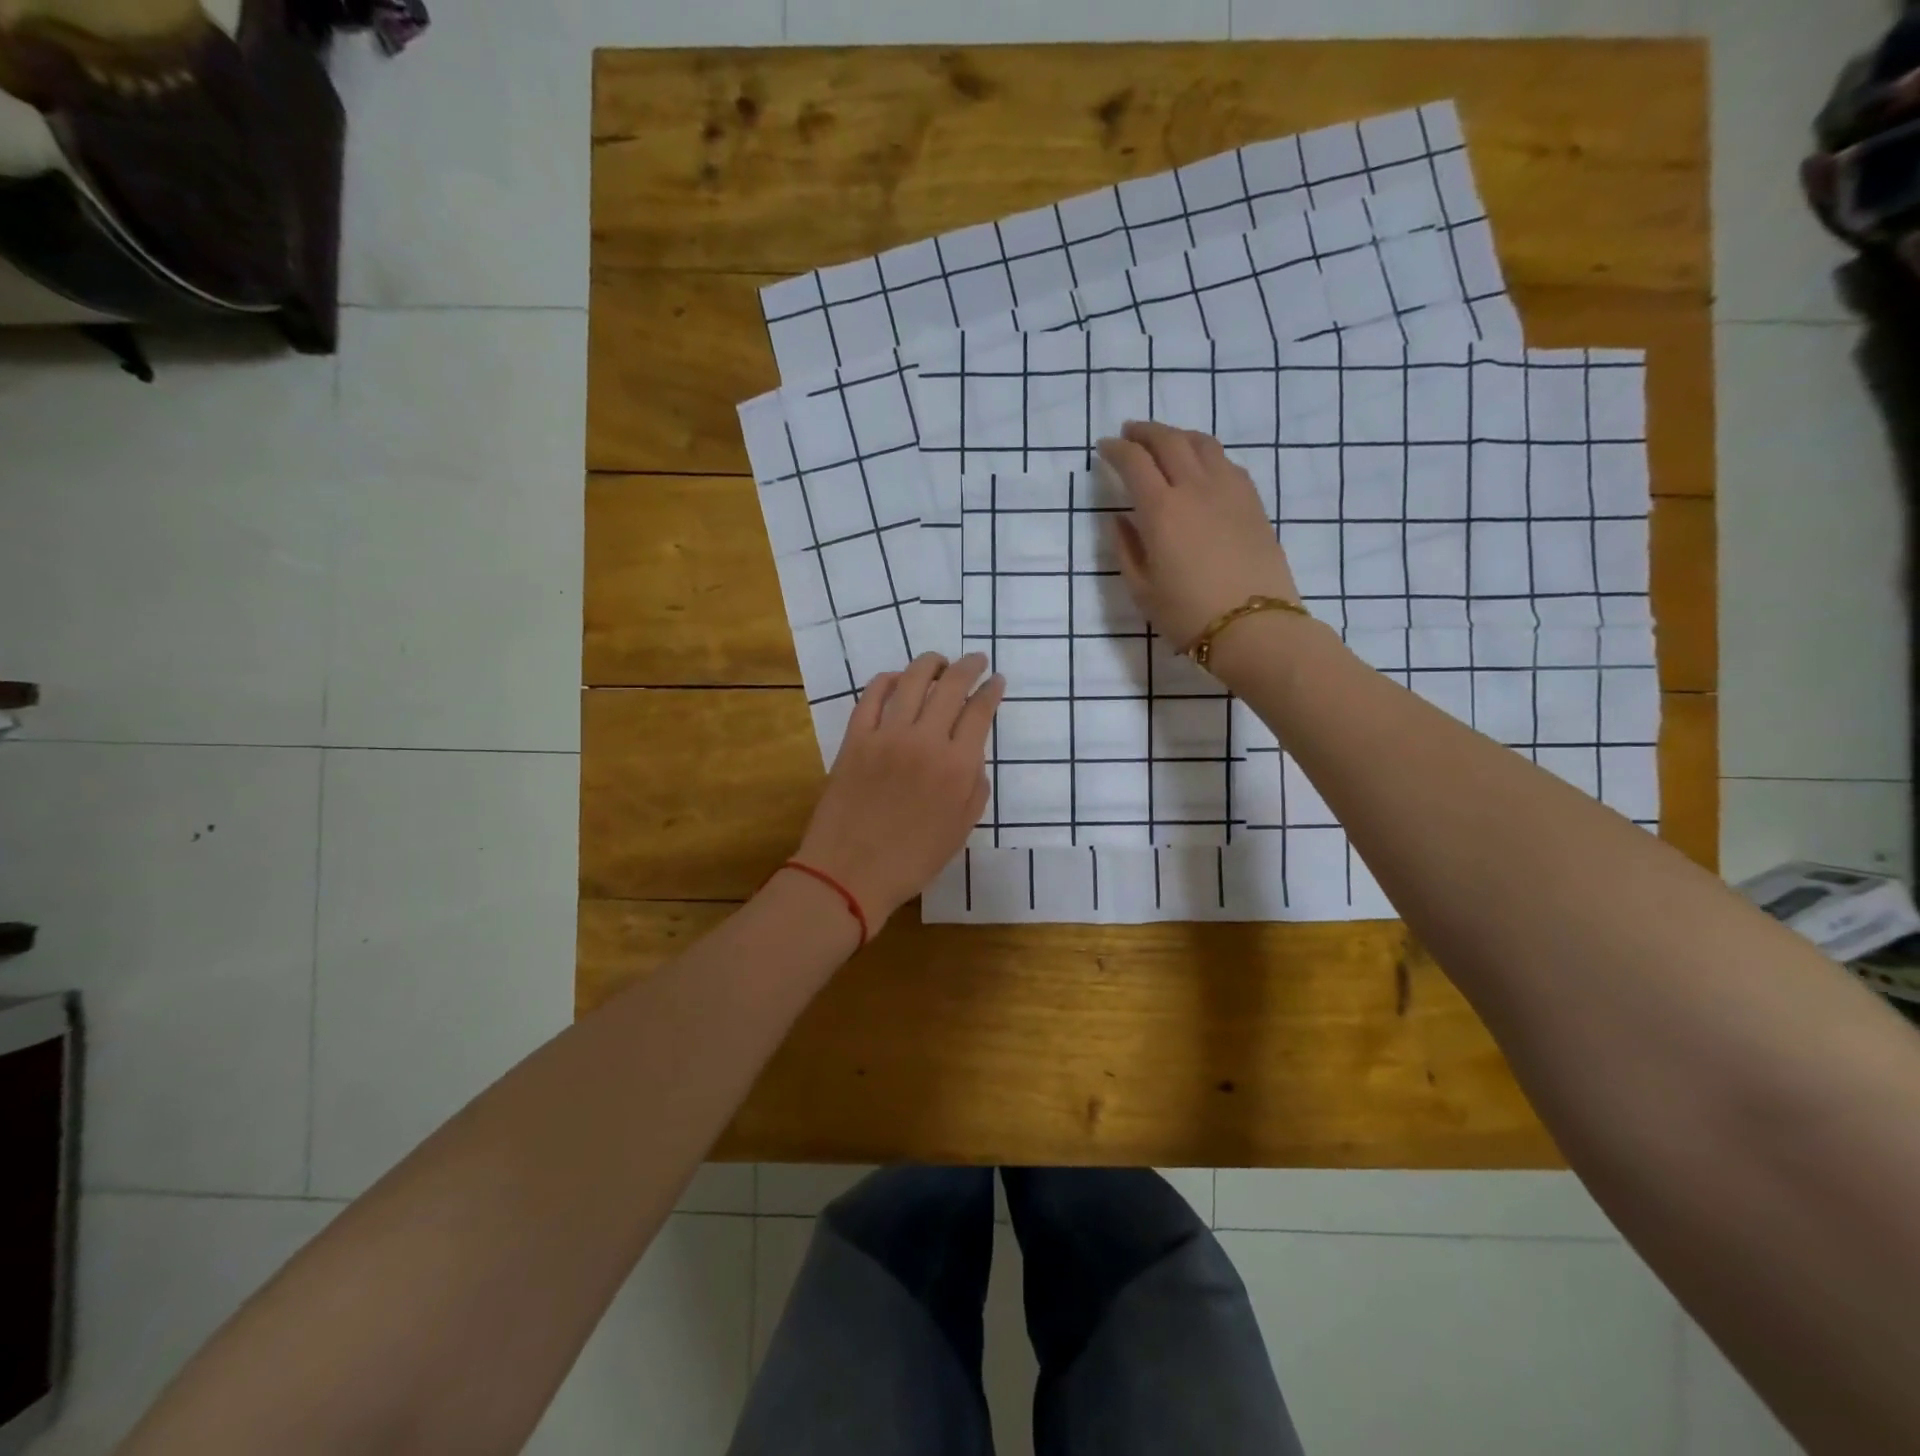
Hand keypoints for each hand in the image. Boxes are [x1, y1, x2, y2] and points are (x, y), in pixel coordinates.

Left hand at [792, 652, 1004, 930]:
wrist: (850, 872)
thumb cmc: (912, 860)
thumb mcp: (961, 830)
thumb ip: (976, 787)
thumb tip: (973, 755)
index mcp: (957, 766)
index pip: (980, 712)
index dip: (992, 691)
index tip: (997, 681)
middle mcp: (925, 740)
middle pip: (951, 686)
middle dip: (969, 667)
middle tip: (976, 661)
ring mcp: (886, 735)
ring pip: (912, 680)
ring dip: (930, 664)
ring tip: (939, 662)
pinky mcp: (855, 738)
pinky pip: (871, 696)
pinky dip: (887, 680)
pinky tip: (896, 678)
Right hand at [1096, 421, 1300, 651]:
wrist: (1254, 626)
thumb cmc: (1188, 614)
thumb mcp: (1142, 589)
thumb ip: (1127, 549)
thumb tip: (1120, 520)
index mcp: (1161, 510)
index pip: (1134, 462)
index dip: (1115, 450)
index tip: (1104, 448)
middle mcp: (1195, 488)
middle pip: (1168, 440)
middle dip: (1144, 432)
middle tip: (1129, 433)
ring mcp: (1229, 490)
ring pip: (1202, 443)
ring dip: (1177, 436)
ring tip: (1165, 442)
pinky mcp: (1252, 501)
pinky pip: (1226, 462)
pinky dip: (1206, 454)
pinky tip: (1201, 467)